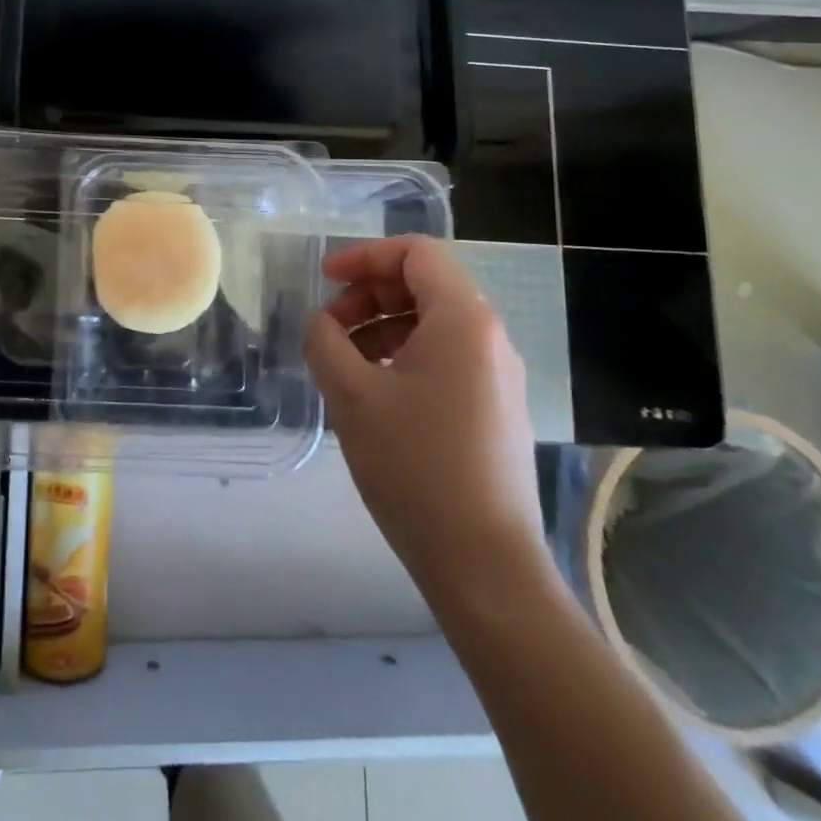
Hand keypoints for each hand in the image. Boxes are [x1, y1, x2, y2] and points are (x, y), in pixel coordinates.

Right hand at [304, 236, 548, 607]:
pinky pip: (445, 358)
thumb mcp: (352, 395)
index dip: (365, 256)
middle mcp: (490, 338)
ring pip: (432, 324)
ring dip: (381, 327)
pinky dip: (403, 356)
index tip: (325, 279)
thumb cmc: (415, 467)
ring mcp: (498, 376)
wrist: (485, 567)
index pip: (416, 253)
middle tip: (328, 327)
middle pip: (424, 285)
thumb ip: (325, 341)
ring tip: (343, 363)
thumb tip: (322, 323)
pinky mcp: (495, 409)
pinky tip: (374, 393)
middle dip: (368, 294)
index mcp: (464, 320)